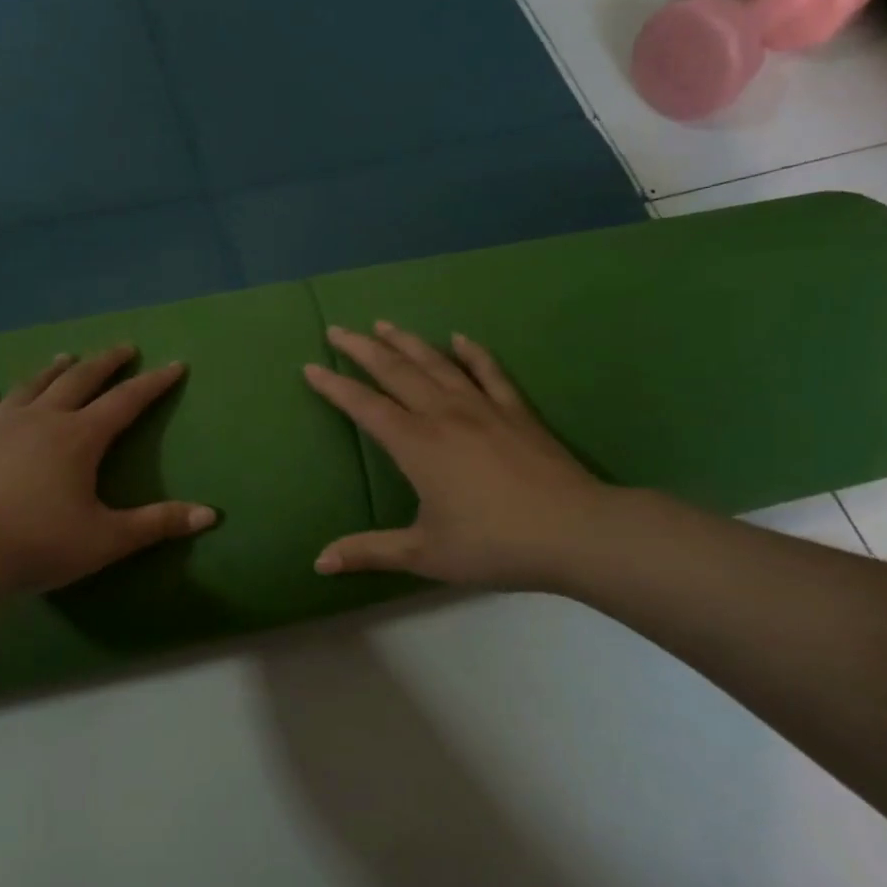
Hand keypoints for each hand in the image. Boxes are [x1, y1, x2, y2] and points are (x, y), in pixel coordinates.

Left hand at [0, 346, 217, 595]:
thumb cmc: (40, 545)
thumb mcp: (107, 539)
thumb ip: (158, 523)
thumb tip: (211, 515)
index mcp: (79, 438)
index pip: (125, 402)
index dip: (153, 384)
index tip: (174, 365)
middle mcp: (41, 420)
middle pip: (79, 381)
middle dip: (105, 363)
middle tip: (123, 348)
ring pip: (31, 388)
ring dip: (52, 371)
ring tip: (66, 358)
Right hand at [302, 323, 609, 589]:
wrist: (575, 531)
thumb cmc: (494, 544)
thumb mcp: (424, 554)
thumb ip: (369, 552)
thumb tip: (319, 562)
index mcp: (416, 445)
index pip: (365, 407)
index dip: (334, 387)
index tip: (310, 367)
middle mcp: (444, 415)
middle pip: (396, 372)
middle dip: (362, 349)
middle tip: (337, 330)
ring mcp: (483, 408)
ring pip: (436, 364)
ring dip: (407, 342)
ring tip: (383, 324)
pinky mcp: (516, 412)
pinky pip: (489, 372)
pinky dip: (472, 353)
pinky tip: (460, 338)